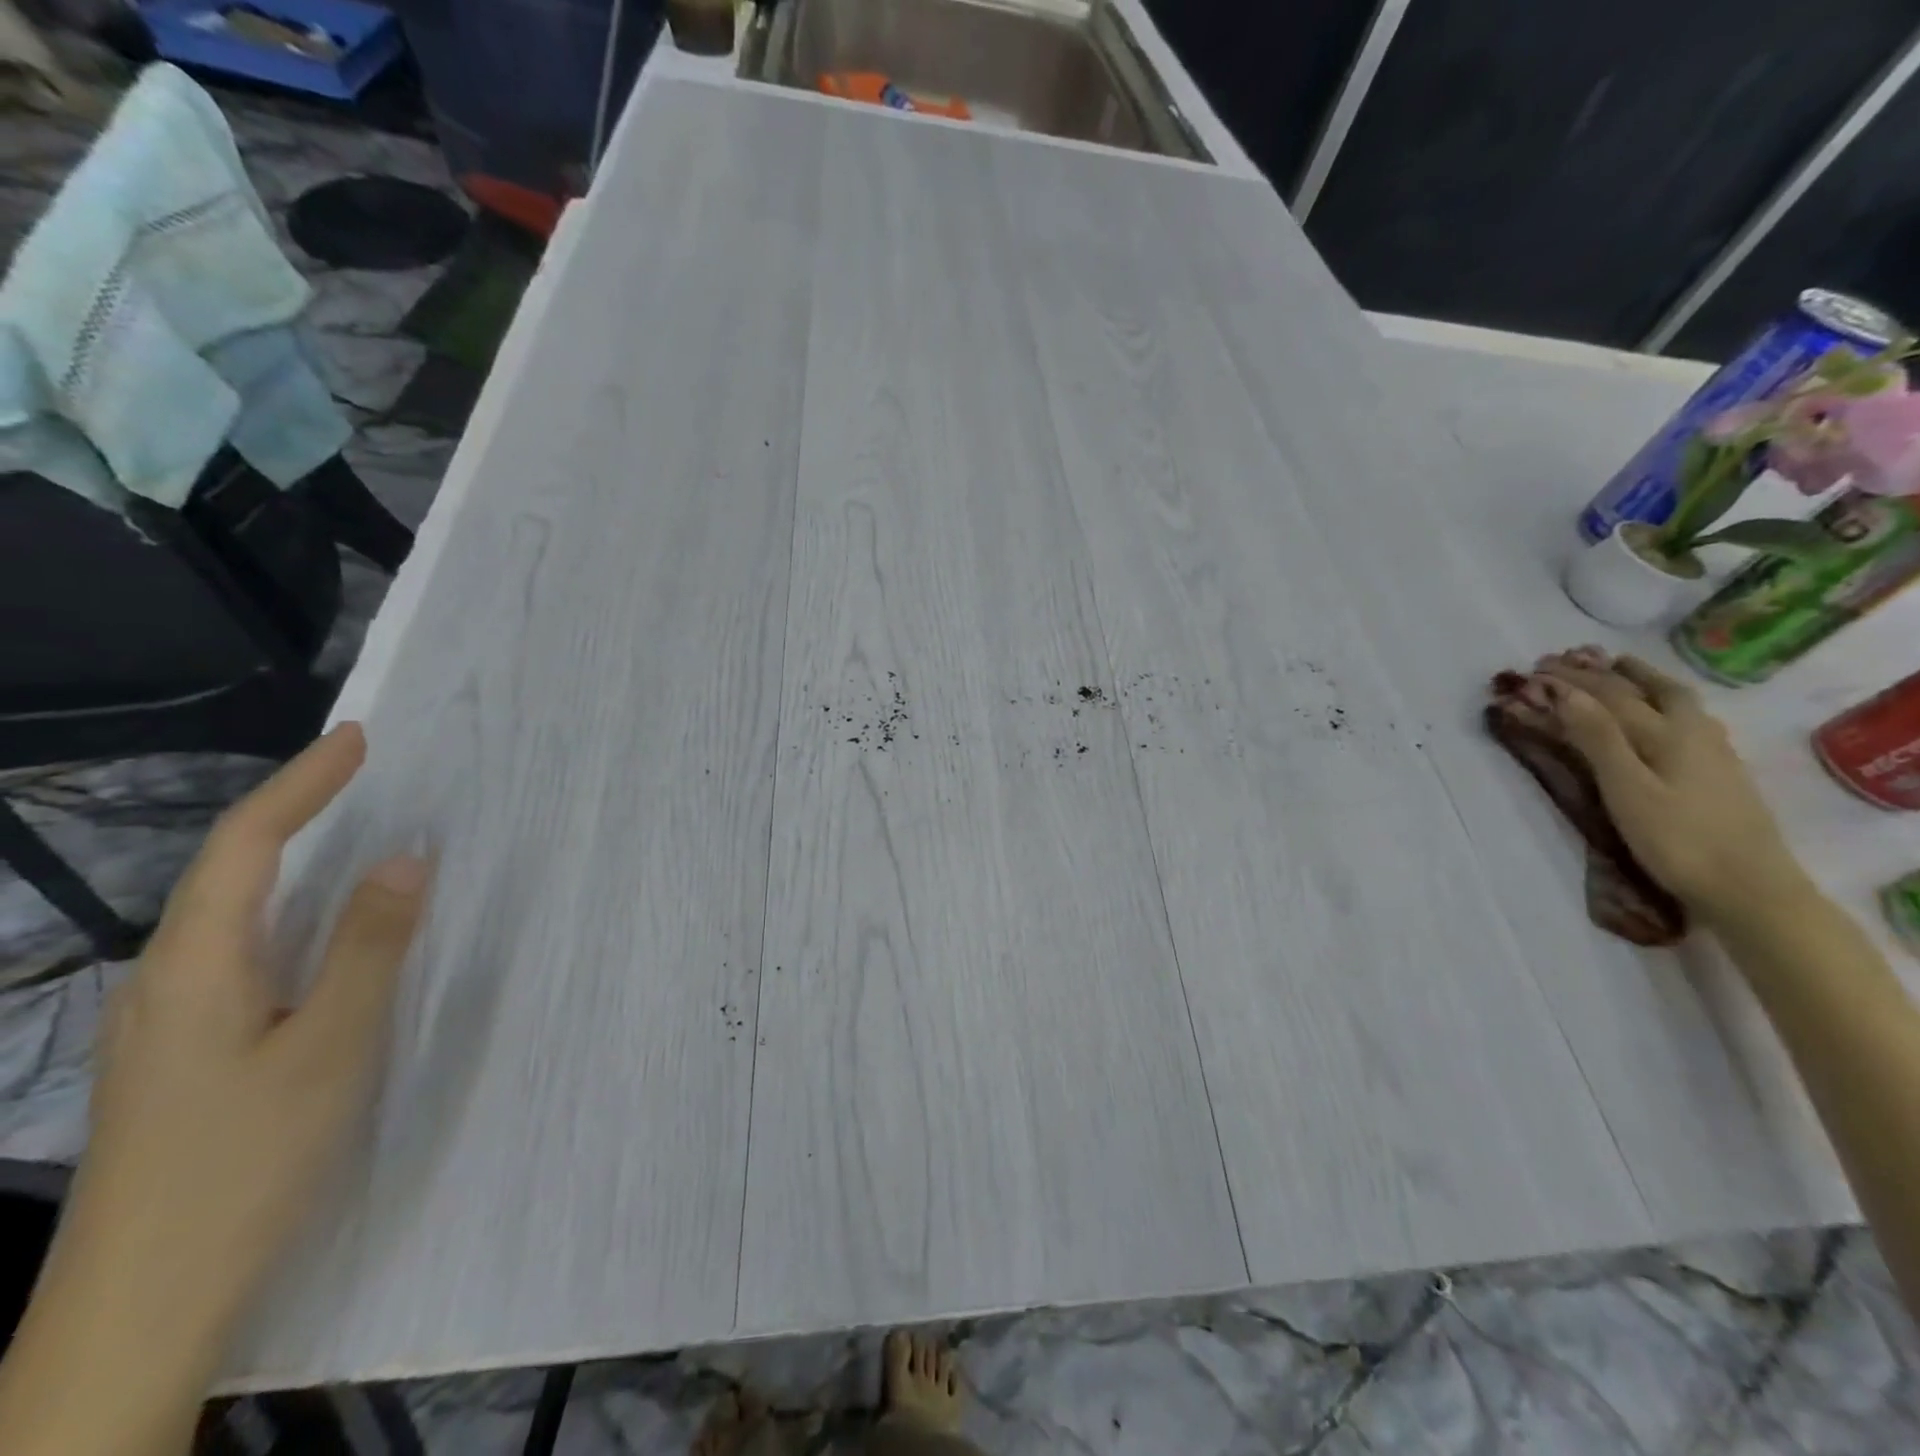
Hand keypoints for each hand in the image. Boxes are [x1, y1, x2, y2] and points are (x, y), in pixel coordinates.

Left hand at [48, 723, 429, 1358]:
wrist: (138, 1305)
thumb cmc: (244, 1163)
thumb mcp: (330, 1047)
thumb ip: (368, 946)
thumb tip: (406, 857)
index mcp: (195, 966)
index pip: (247, 844)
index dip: (302, 784)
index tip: (357, 737)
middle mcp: (165, 977)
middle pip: (227, 868)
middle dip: (293, 808)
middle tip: (359, 770)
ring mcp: (165, 1017)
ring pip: (229, 909)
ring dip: (288, 855)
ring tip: (347, 826)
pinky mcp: (181, 1047)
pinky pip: (238, 947)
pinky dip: (286, 907)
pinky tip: (318, 924)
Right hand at [1528, 648, 1811, 924]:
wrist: (1749, 888)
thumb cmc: (1677, 839)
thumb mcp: (1627, 788)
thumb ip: (1597, 738)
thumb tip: (1563, 692)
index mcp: (1665, 733)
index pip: (1609, 696)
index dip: (1570, 681)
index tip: (1534, 669)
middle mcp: (1691, 732)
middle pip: (1645, 689)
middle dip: (1603, 672)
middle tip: (1569, 659)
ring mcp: (1712, 751)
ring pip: (1673, 700)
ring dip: (1639, 680)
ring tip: (1617, 670)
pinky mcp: (1718, 771)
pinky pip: (1684, 718)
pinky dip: (1661, 701)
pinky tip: (1660, 711)